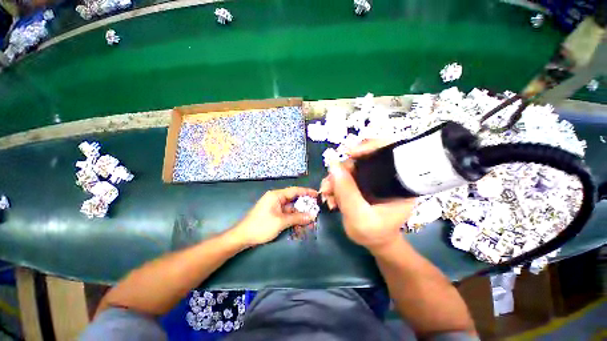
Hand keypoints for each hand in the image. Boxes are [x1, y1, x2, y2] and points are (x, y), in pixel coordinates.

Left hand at [234, 187, 318, 246]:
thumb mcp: (281, 222)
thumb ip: (297, 218)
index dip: (306, 192)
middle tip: (315, 208)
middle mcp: (276, 198)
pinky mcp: (273, 214)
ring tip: (310, 218)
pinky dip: (293, 217)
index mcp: (276, 195)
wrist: (242, 236)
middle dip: (304, 204)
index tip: (317, 194)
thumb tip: (312, 216)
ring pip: (291, 207)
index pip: (295, 190)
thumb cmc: (261, 226)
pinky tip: (300, 223)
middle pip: (293, 199)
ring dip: (299, 213)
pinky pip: (286, 213)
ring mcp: (274, 206)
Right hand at [320, 140, 415, 251]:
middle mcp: (386, 175)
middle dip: (342, 169)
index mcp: (398, 181)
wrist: (373, 241)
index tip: (349, 153)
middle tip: (328, 184)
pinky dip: (335, 183)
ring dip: (334, 178)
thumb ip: (347, 192)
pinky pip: (345, 175)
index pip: (389, 151)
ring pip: (350, 167)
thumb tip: (333, 165)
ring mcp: (372, 177)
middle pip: (363, 158)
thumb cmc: (374, 233)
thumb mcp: (359, 217)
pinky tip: (329, 195)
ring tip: (326, 193)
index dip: (370, 146)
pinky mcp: (361, 182)